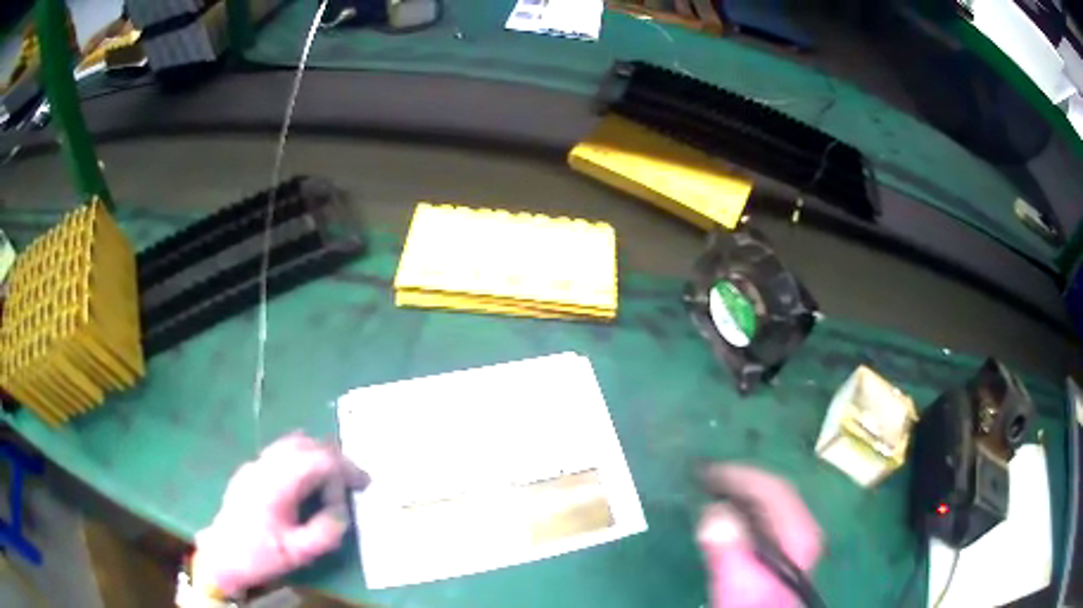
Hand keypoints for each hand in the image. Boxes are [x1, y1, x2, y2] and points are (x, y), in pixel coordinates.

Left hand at [194, 433, 368, 595]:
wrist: (223, 555)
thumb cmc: (260, 555)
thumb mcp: (299, 553)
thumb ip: (326, 532)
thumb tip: (342, 511)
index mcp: (276, 484)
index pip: (317, 459)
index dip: (345, 467)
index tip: (364, 484)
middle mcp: (264, 466)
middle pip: (305, 444)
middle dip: (334, 458)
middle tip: (353, 481)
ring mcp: (255, 464)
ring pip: (292, 443)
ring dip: (317, 456)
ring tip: (333, 480)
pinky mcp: (251, 470)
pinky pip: (282, 452)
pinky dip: (302, 459)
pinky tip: (307, 483)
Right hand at [697, 465, 821, 607]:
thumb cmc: (753, 606)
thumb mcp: (741, 587)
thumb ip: (731, 553)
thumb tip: (714, 514)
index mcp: (799, 534)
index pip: (774, 489)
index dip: (741, 476)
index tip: (706, 473)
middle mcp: (800, 532)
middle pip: (771, 494)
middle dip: (738, 483)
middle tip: (701, 479)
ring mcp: (791, 543)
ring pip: (766, 506)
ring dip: (738, 495)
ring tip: (708, 493)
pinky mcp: (778, 554)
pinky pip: (760, 521)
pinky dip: (740, 512)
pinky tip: (722, 520)